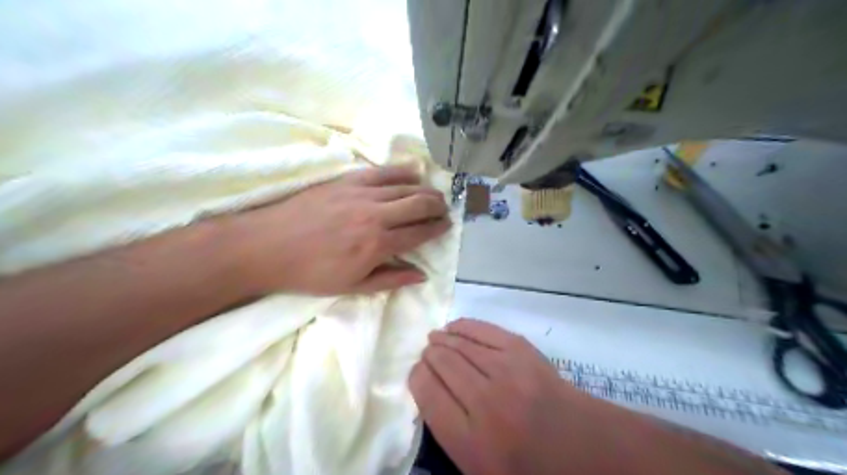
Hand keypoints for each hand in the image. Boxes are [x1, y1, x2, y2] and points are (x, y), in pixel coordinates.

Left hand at [228, 164, 453, 295]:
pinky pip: (382, 171)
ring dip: (425, 190)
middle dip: (438, 206)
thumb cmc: (311, 273)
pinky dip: (402, 171)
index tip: (446, 226)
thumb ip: (391, 279)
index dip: (437, 229)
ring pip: (405, 186)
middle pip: (419, 204)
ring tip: (433, 194)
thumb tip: (422, 274)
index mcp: (378, 245)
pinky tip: (413, 173)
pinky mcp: (347, 180)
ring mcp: (361, 193)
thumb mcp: (353, 286)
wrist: (267, 247)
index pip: (420, 232)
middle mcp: (376, 215)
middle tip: (444, 210)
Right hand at [408, 318, 594, 474]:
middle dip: (429, 356)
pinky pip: (482, 330)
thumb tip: (426, 387)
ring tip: (436, 338)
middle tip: (427, 354)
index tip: (417, 372)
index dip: (416, 377)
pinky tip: (454, 328)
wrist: (580, 444)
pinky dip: (463, 326)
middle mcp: (485, 402)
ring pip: (459, 344)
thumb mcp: (477, 466)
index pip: (427, 394)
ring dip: (442, 339)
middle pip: (442, 364)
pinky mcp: (522, 349)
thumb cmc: (526, 462)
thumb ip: (446, 431)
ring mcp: (506, 371)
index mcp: (470, 441)